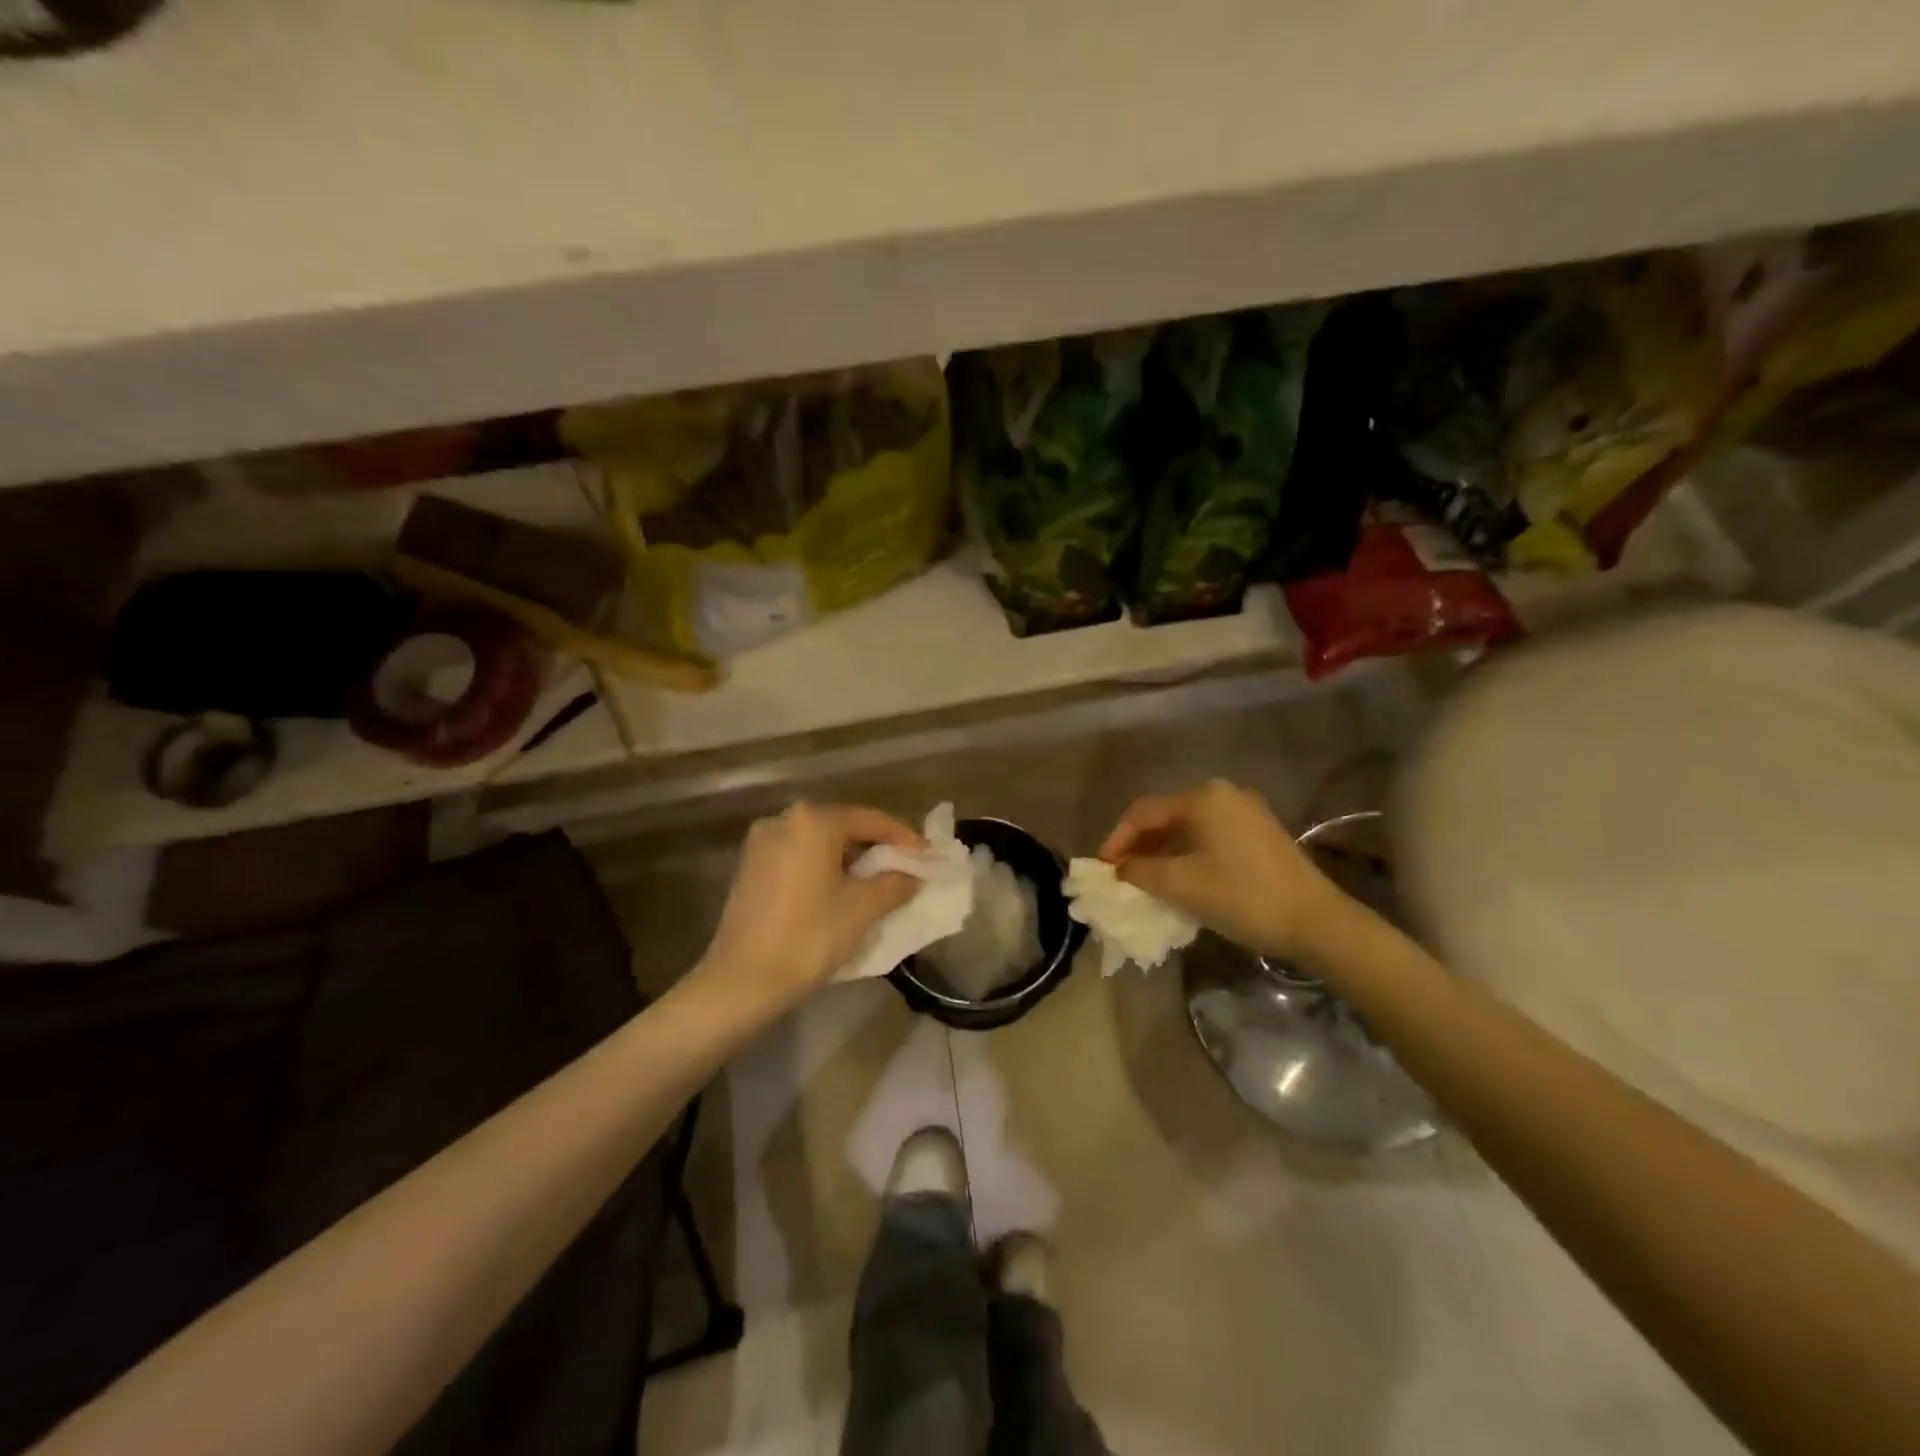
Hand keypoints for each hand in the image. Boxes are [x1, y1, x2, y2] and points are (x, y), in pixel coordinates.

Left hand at [697, 802, 924, 1010]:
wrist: (742, 982)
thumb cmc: (809, 938)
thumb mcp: (862, 908)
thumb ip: (895, 882)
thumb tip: (914, 874)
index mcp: (813, 821)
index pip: (871, 820)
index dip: (905, 838)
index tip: (928, 858)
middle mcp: (784, 819)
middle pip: (844, 826)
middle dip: (877, 847)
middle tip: (906, 869)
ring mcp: (762, 843)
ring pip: (820, 842)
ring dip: (850, 859)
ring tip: (878, 883)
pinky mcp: (750, 867)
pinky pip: (799, 857)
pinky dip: (824, 867)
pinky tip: (840, 891)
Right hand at [1099, 780, 1356, 961]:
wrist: (1316, 922)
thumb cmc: (1242, 896)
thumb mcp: (1181, 885)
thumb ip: (1140, 871)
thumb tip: (1119, 868)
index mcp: (1202, 798)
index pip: (1143, 812)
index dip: (1117, 839)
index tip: (1102, 869)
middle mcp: (1224, 795)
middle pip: (1166, 816)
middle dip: (1139, 846)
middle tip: (1121, 875)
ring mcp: (1247, 813)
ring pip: (1189, 828)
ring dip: (1163, 853)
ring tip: (1146, 881)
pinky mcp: (1261, 834)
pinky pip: (1210, 838)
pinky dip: (1188, 855)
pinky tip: (1181, 880)